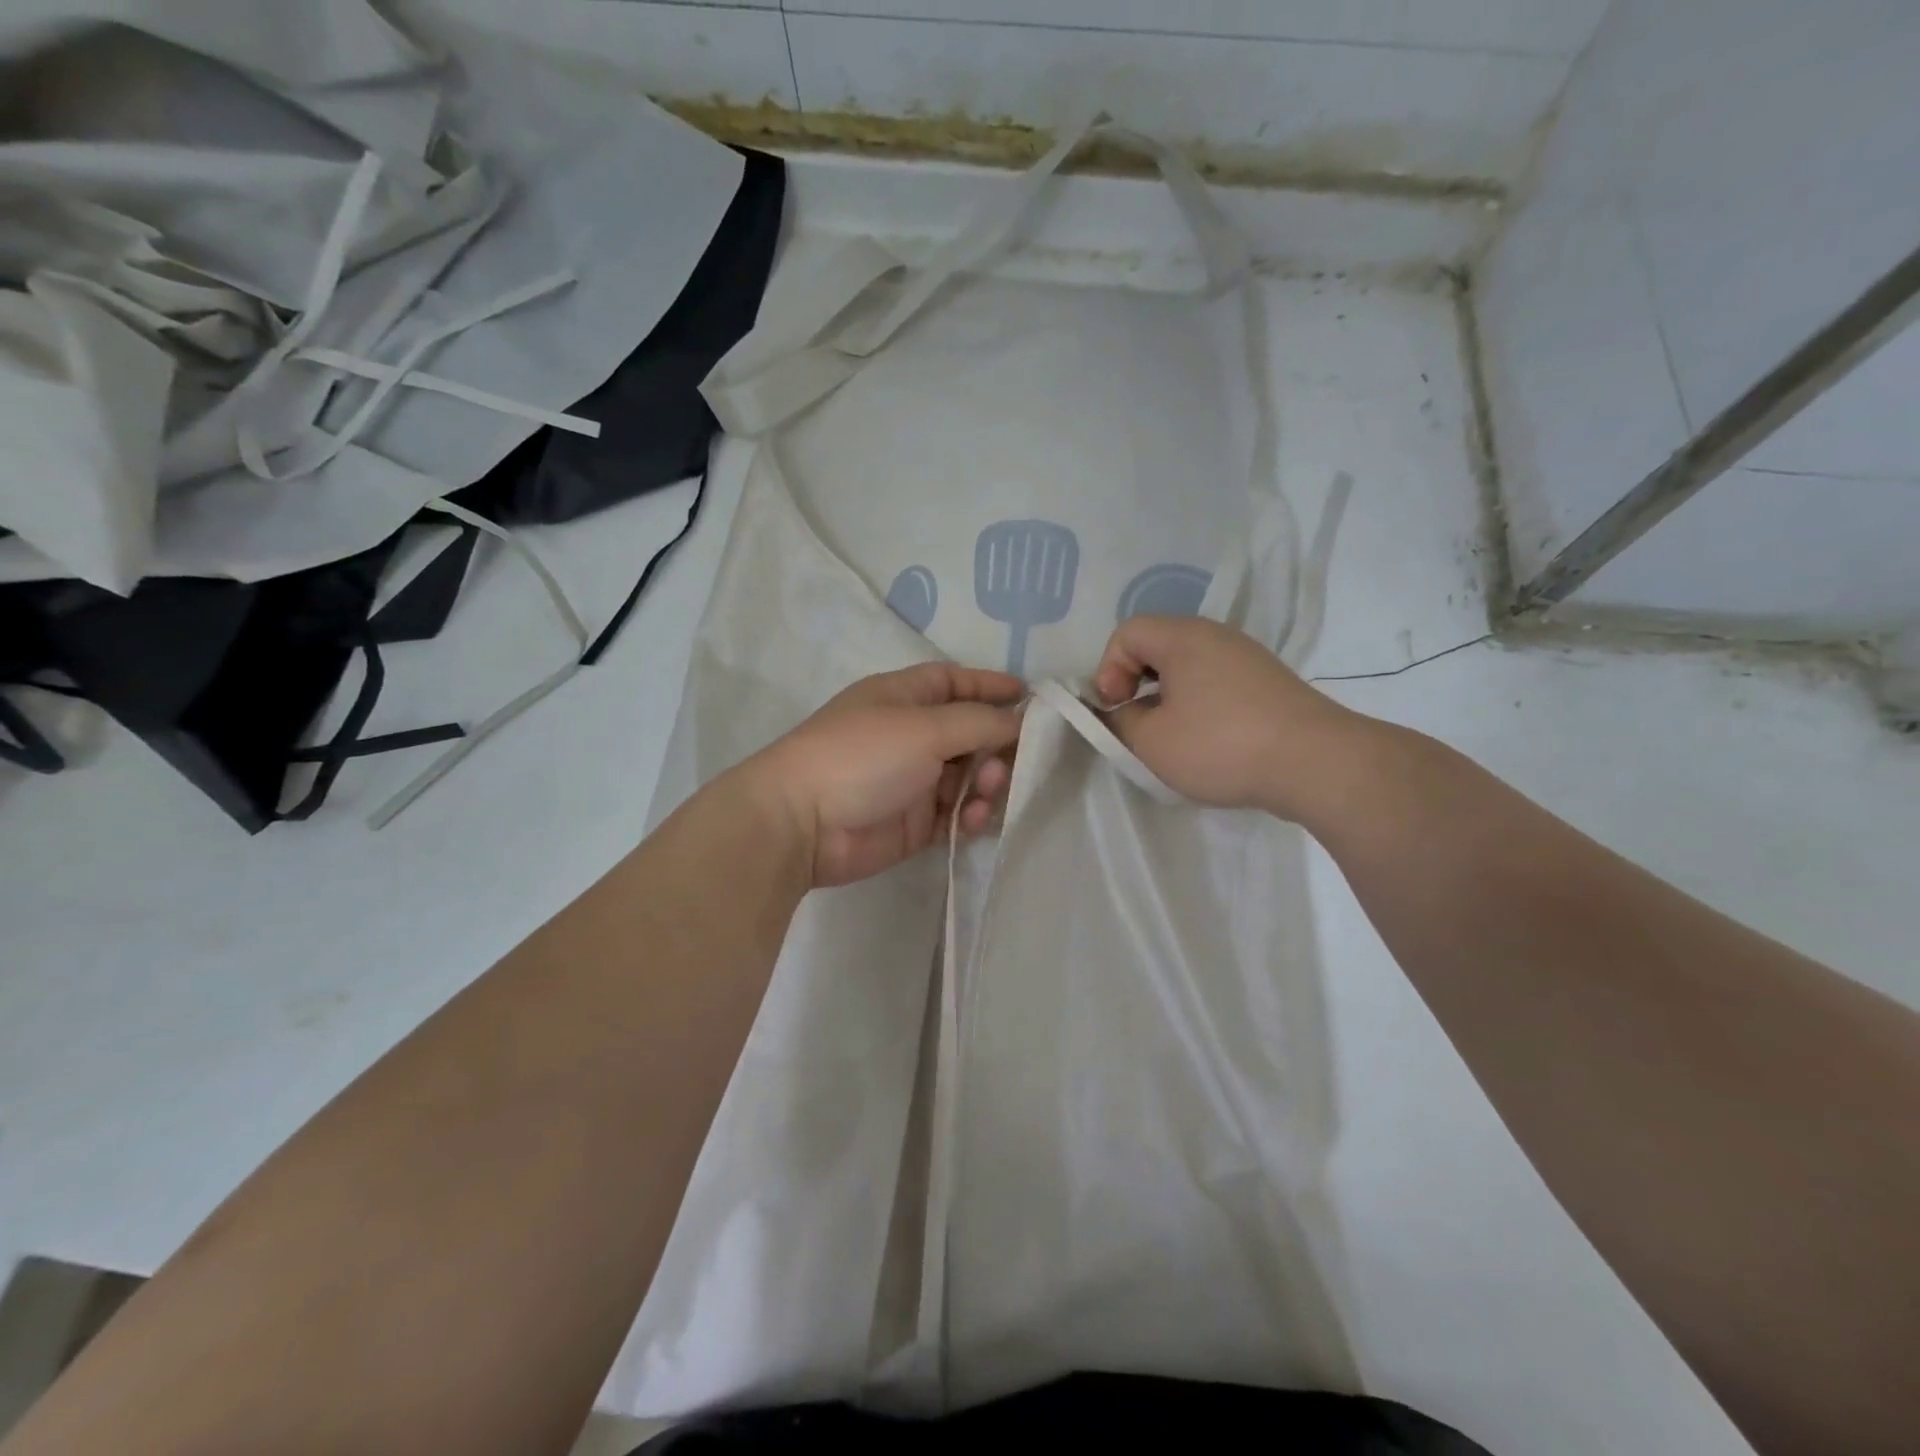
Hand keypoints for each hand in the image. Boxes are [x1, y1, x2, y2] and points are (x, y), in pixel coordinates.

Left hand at [739, 662, 1024, 887]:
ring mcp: (912, 781)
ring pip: (968, 776)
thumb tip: (1019, 721)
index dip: (990, 685)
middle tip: (1015, 759)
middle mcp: (910, 735)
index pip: (954, 682)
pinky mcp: (914, 823)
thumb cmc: (863, 756)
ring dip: (986, 782)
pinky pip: (956, 814)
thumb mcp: (926, 727)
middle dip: (997, 743)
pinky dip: (970, 815)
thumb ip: (980, 722)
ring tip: (986, 791)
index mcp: (903, 697)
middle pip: (969, 732)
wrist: (803, 824)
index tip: (1031, 696)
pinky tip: (972, 819)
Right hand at [1093, 615, 1375, 822]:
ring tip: (1169, 736)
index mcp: (1183, 637)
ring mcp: (1248, 657)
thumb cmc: (1220, 745)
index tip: (1115, 708)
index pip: (1127, 632)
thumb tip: (1116, 711)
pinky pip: (1216, 681)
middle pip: (1158, 645)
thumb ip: (1118, 721)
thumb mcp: (1151, 741)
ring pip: (1189, 665)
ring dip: (1167, 696)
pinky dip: (1198, 703)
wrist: (1316, 763)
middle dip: (1135, 681)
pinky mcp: (1269, 682)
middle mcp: (1216, 636)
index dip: (1107, 668)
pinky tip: (1207, 740)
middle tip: (1135, 721)